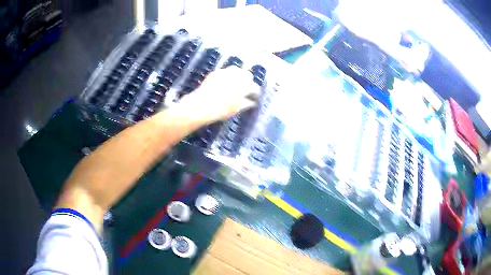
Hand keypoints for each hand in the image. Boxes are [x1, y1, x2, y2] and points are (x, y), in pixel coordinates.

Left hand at [178, 67, 260, 122]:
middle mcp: (236, 76)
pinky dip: (228, 75)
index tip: (255, 98)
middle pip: (248, 75)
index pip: (255, 87)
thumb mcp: (236, 109)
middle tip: (246, 90)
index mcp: (244, 86)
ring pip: (237, 70)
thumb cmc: (220, 110)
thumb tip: (252, 101)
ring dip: (239, 76)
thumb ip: (247, 103)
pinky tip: (225, 82)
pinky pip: (225, 71)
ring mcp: (225, 72)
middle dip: (248, 81)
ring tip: (236, 84)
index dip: (256, 93)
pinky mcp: (215, 72)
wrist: (200, 105)